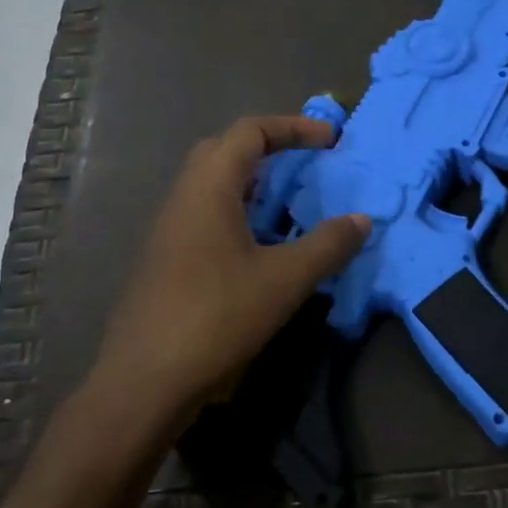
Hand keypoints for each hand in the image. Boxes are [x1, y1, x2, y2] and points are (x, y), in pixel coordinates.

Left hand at [90, 115, 368, 417]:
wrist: (145, 380)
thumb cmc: (216, 317)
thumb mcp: (285, 280)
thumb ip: (327, 245)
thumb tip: (361, 220)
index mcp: (209, 187)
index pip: (250, 132)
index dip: (293, 127)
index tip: (330, 141)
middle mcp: (184, 198)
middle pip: (225, 151)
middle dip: (270, 149)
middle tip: (306, 166)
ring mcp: (170, 230)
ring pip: (213, 186)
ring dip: (254, 185)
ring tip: (291, 207)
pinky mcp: (167, 259)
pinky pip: (207, 216)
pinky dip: (240, 214)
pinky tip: (262, 249)